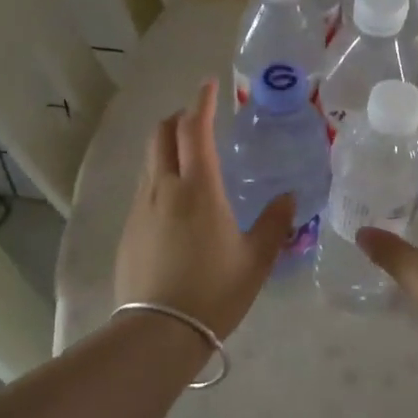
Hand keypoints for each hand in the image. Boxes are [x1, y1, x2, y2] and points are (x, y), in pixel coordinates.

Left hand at [115, 78, 294, 339]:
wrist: (159, 331)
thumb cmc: (214, 291)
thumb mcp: (256, 259)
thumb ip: (274, 223)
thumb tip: (289, 197)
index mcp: (198, 188)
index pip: (194, 129)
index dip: (202, 102)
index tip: (209, 85)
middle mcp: (164, 187)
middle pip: (161, 134)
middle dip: (178, 118)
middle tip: (198, 119)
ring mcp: (141, 207)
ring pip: (149, 160)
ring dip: (166, 146)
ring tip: (187, 156)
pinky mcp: (129, 229)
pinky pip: (144, 186)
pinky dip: (158, 174)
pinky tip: (174, 199)